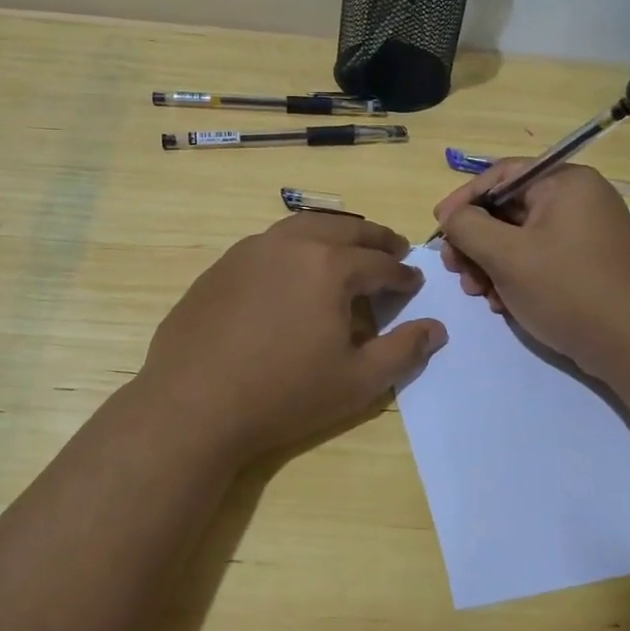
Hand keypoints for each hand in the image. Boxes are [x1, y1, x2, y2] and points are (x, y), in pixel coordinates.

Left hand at [140, 213, 446, 468]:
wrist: (194, 404)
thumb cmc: (284, 394)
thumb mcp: (357, 381)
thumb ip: (403, 351)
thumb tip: (436, 329)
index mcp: (330, 266)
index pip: (380, 263)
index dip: (403, 274)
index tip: (414, 282)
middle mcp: (292, 244)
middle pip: (344, 230)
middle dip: (375, 238)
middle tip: (393, 248)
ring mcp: (251, 250)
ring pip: (303, 226)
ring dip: (334, 233)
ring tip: (348, 247)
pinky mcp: (222, 265)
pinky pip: (270, 243)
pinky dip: (296, 245)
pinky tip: (294, 269)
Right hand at [434, 161, 629, 377]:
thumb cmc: (568, 290)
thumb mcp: (507, 256)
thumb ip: (468, 227)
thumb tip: (450, 215)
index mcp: (566, 183)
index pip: (502, 176)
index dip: (464, 200)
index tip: (439, 228)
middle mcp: (579, 199)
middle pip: (509, 209)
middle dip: (476, 241)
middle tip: (455, 269)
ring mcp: (586, 232)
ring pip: (520, 237)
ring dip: (491, 263)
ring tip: (478, 293)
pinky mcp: (587, 263)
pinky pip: (540, 257)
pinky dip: (515, 275)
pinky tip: (502, 303)